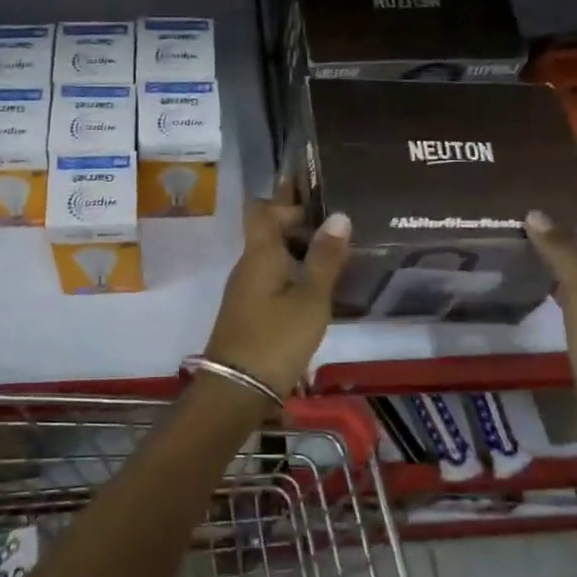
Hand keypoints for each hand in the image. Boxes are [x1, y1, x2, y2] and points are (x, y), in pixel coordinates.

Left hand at [202, 181, 350, 404]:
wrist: (237, 389)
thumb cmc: (276, 338)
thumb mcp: (310, 298)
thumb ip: (324, 258)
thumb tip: (339, 215)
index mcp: (260, 253)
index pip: (264, 208)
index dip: (285, 195)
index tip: (314, 186)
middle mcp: (248, 265)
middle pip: (268, 230)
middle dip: (298, 220)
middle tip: (337, 216)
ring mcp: (246, 289)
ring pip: (272, 254)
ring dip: (298, 247)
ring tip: (336, 246)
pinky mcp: (250, 310)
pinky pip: (273, 276)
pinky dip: (294, 270)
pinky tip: (319, 281)